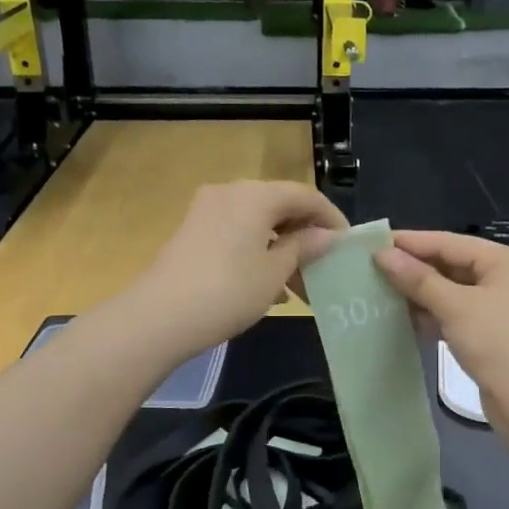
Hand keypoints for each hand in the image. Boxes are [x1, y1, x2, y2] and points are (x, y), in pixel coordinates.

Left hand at [128, 181, 346, 357]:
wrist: (160, 317)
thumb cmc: (229, 291)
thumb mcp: (275, 272)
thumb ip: (304, 247)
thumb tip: (326, 235)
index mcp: (256, 195)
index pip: (305, 195)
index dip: (331, 218)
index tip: (348, 244)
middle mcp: (230, 192)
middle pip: (279, 206)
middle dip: (304, 237)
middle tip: (323, 268)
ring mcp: (206, 211)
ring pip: (257, 223)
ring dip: (281, 249)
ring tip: (298, 287)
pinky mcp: (192, 232)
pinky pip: (236, 234)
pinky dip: (257, 252)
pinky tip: (267, 288)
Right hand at [374, 231, 508, 426]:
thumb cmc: (498, 344)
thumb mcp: (455, 307)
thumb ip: (418, 279)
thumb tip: (383, 254)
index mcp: (506, 260)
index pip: (450, 242)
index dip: (412, 242)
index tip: (374, 242)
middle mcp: (507, 277)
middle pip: (452, 264)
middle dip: (414, 268)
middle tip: (373, 268)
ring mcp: (501, 306)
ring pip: (453, 290)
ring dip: (421, 292)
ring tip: (381, 291)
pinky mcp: (493, 332)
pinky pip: (457, 313)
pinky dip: (433, 313)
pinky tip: (404, 317)